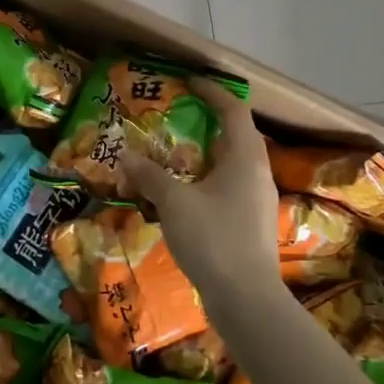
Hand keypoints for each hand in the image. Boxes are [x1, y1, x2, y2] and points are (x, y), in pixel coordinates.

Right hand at [119, 78, 282, 303]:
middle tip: (176, 119)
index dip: (213, 92)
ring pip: (231, 166)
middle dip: (206, 125)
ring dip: (203, 156)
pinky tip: (182, 197)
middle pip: (235, 137)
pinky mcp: (251, 224)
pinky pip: (228, 189)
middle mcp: (258, 174)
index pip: (234, 111)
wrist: (247, 300)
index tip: (189, 83)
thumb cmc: (214, 239)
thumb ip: (149, 175)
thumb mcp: (174, 202)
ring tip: (172, 157)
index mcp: (246, 158)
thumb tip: (125, 154)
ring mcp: (258, 201)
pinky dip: (205, 182)